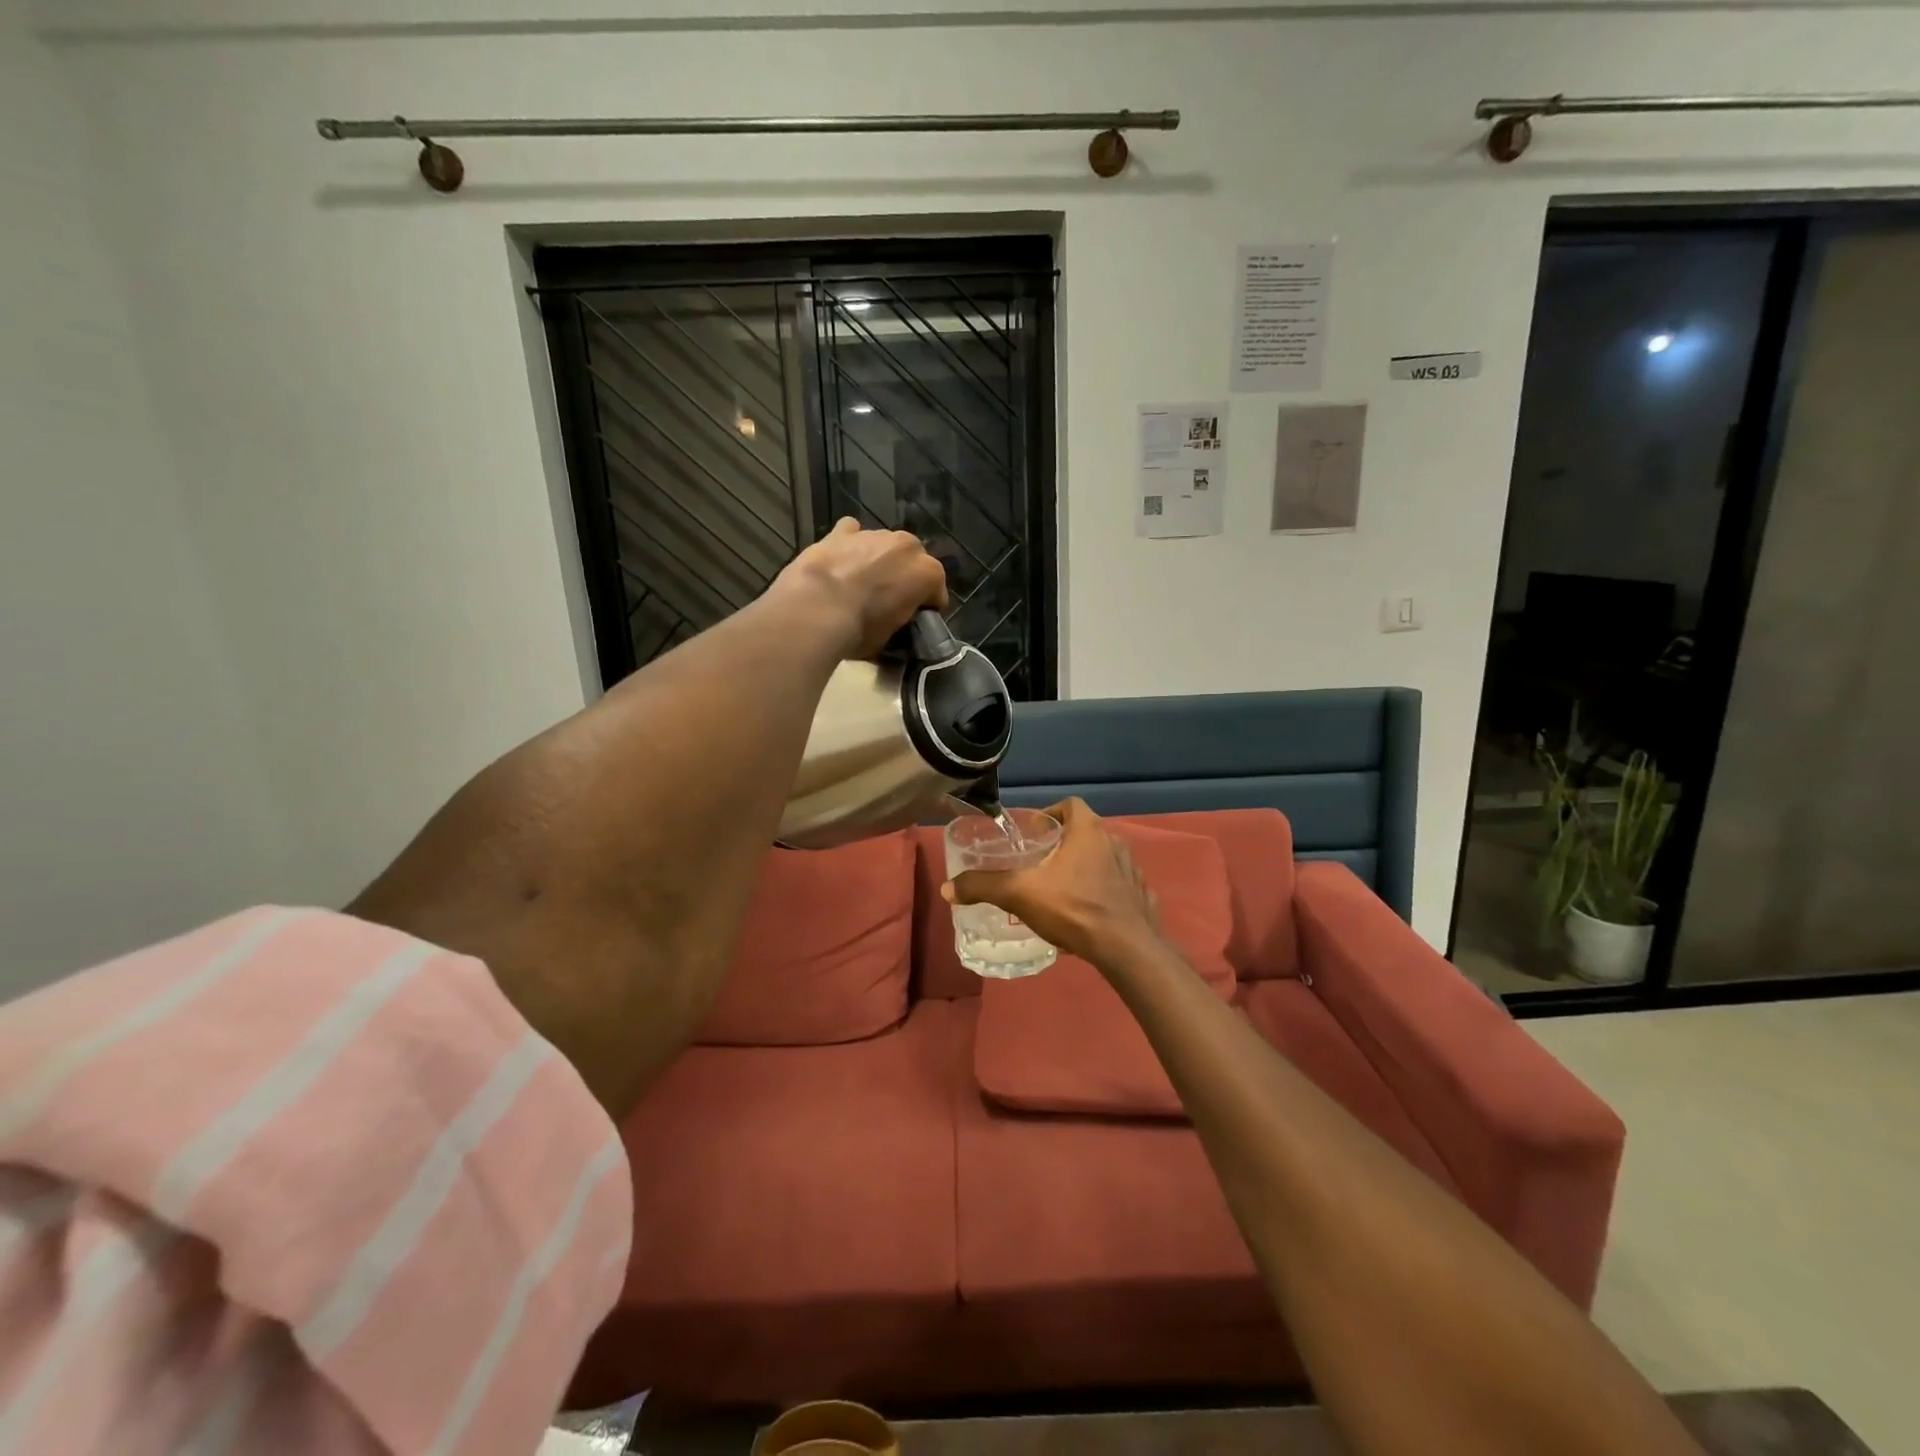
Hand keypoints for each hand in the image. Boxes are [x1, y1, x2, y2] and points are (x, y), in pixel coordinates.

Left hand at [772, 518, 949, 658]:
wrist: (816, 609)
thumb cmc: (861, 628)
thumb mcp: (890, 638)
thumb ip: (900, 621)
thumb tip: (893, 622)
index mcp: (928, 573)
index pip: (935, 592)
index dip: (924, 608)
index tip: (911, 620)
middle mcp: (908, 546)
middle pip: (912, 563)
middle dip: (903, 578)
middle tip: (885, 602)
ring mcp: (875, 534)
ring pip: (884, 547)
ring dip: (877, 561)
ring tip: (857, 585)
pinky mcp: (842, 531)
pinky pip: (852, 533)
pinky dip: (850, 544)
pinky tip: (840, 561)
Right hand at [943, 798, 1161, 968]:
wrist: (1127, 949)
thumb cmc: (1074, 908)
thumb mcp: (1020, 894)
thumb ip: (983, 886)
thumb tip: (947, 888)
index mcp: (1089, 831)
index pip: (1071, 804)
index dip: (1051, 812)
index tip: (1034, 832)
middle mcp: (1115, 843)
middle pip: (1086, 832)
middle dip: (1063, 844)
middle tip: (1040, 864)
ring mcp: (1133, 871)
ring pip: (1104, 859)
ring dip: (1084, 868)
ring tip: (1061, 890)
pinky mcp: (1142, 898)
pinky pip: (1119, 887)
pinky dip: (1103, 893)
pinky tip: (1087, 913)